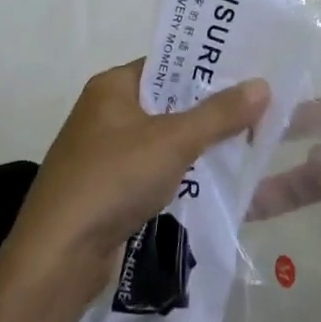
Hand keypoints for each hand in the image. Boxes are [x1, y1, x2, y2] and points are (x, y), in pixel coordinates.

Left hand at [4, 60, 270, 303]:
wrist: (58, 257)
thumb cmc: (113, 179)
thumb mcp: (174, 141)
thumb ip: (219, 114)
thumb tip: (262, 85)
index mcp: (111, 87)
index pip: (166, 64)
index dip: (204, 67)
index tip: (246, 72)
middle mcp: (103, 113)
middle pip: (166, 102)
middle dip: (207, 109)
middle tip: (255, 108)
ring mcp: (102, 154)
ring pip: (161, 140)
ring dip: (195, 145)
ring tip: (243, 142)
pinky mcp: (105, 191)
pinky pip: (151, 171)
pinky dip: (178, 174)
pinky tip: (211, 180)